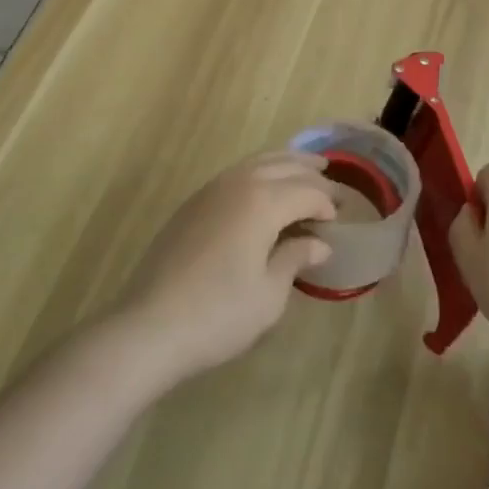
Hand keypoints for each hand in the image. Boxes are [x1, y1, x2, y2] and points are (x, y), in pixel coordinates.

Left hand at [118, 151, 339, 382]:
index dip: (327, 204)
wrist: (149, 326)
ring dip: (286, 163)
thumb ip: (296, 259)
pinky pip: (238, 173)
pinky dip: (260, 172)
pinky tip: (265, 188)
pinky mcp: (193, 202)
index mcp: (263, 201)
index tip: (339, 221)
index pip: (307, 192)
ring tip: (306, 170)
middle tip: (333, 184)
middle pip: (284, 166)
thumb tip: (319, 243)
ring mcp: (212, 189)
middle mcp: (240, 183)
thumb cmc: (218, 314)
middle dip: (312, 174)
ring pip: (259, 162)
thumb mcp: (269, 295)